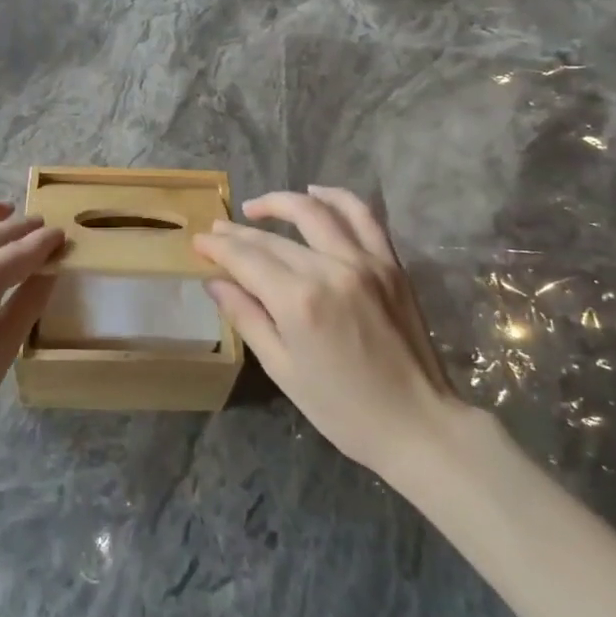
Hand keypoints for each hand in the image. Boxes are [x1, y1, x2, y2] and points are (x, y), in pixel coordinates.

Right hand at [192, 186, 458, 475]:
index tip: (198, 241)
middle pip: (273, 238)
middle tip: (216, 231)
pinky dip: (336, 197)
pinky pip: (362, 216)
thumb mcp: (282, 369)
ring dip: (280, 202)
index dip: (218, 247)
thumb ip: (246, 317)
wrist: (417, 423)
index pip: (246, 259)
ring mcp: (365, 261)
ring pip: (314, 212)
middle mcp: (330, 270)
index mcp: (299, 302)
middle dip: (238, 232)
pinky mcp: (390, 263)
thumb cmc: (341, 409)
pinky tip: (315, 193)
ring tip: (255, 207)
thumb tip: (214, 281)